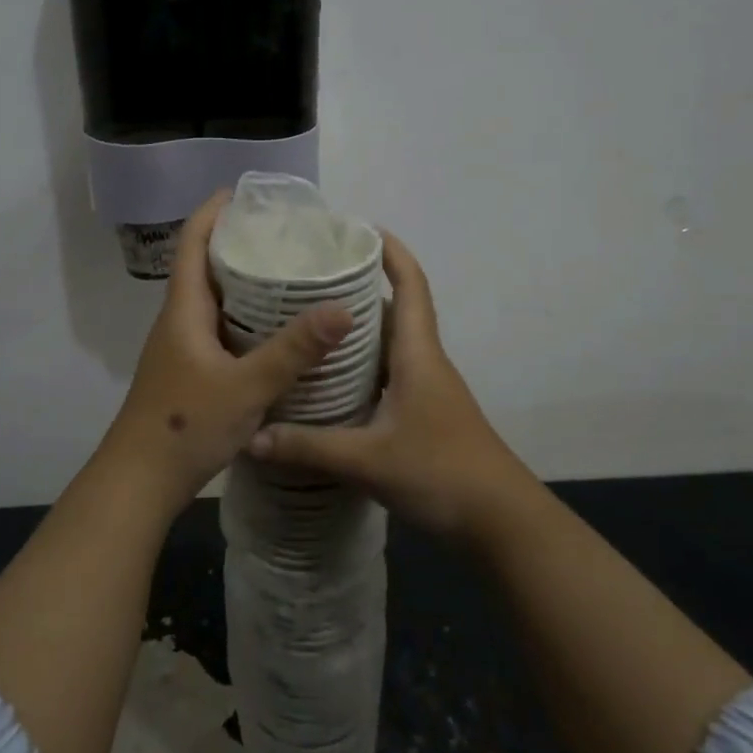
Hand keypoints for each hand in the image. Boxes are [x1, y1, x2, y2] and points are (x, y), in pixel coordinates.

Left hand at [97, 190, 353, 511]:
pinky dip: (242, 318)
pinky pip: (216, 329)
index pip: (192, 243)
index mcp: (183, 310)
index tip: (243, 193)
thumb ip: (294, 349)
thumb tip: (341, 308)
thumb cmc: (186, 425)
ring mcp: (180, 348)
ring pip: (211, 301)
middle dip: (236, 244)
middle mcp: (178, 321)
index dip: (212, 212)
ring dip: (240, 283)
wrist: (140, 480)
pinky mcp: (187, 372)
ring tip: (285, 274)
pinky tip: (272, 331)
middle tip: (282, 235)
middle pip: (203, 267)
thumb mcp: (247, 386)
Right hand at [247, 231, 539, 542]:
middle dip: (360, 288)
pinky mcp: (424, 417)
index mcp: (418, 355)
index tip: (361, 230)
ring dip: (359, 331)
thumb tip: (250, 436)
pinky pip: (388, 376)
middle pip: (396, 311)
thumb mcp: (368, 460)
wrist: (501, 523)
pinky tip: (329, 383)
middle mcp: (424, 363)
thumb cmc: (441, 472)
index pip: (411, 286)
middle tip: (311, 280)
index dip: (392, 253)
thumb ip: (309, 447)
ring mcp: (427, 391)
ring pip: (390, 346)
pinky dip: (362, 368)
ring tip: (310, 324)